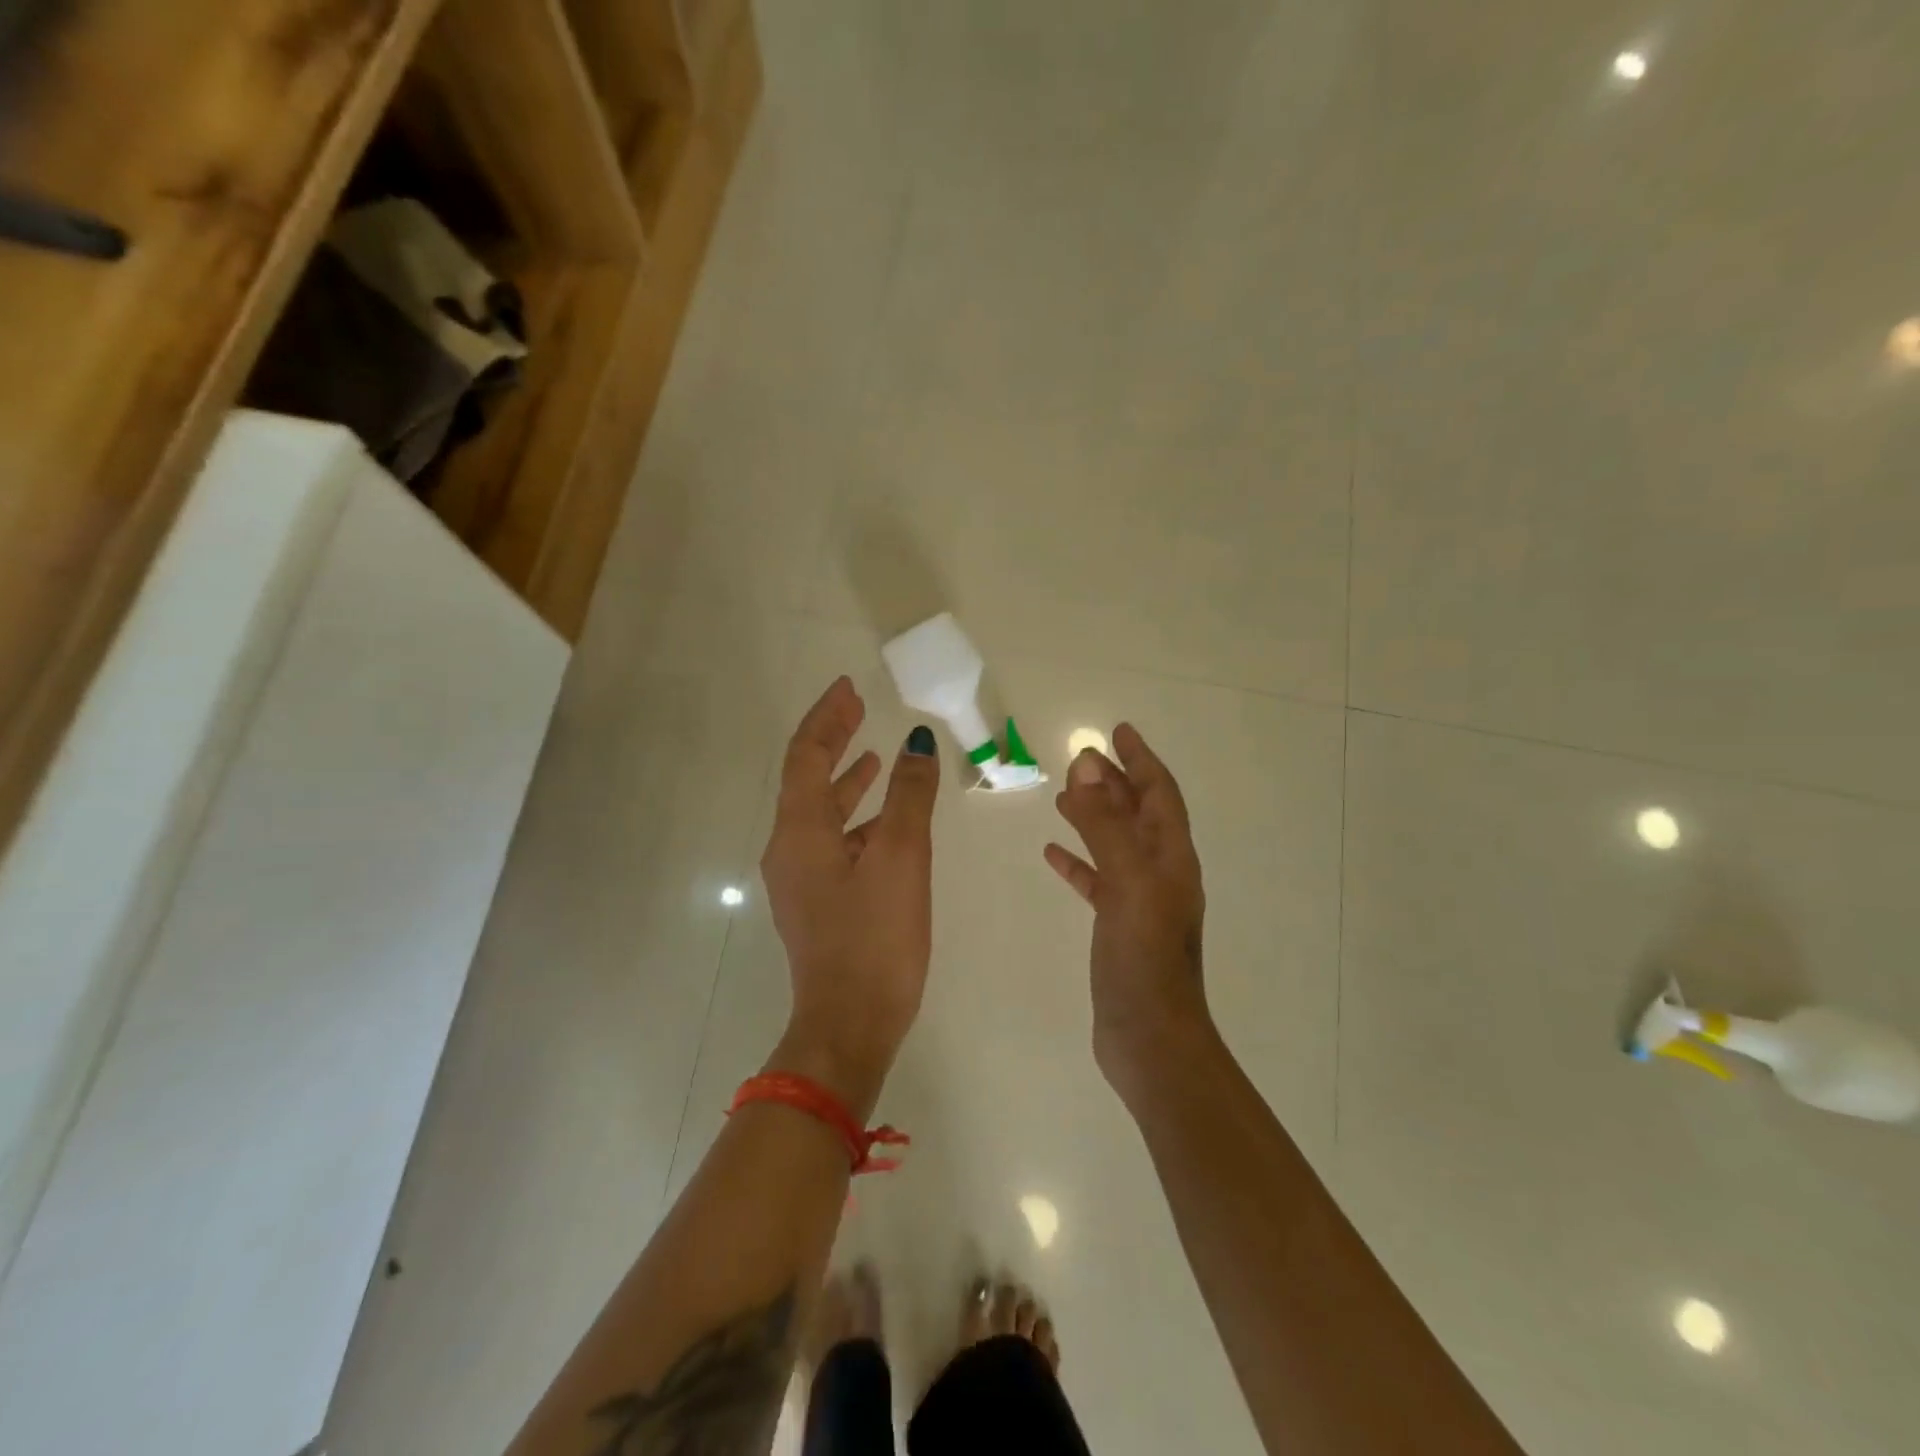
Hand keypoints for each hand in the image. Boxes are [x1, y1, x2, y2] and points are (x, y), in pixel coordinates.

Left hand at [760, 677, 940, 1117]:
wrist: (849, 1025)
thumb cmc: (875, 938)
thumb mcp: (901, 858)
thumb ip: (909, 796)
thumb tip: (917, 743)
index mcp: (799, 831)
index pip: (805, 755)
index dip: (827, 717)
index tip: (849, 688)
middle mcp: (789, 848)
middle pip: (806, 778)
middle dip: (833, 740)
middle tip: (858, 708)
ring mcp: (799, 878)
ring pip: (820, 811)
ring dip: (845, 779)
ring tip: (875, 756)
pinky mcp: (817, 902)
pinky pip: (831, 840)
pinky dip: (855, 817)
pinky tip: (884, 822)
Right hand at [1045, 723, 1210, 1099]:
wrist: (1150, 1039)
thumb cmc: (1143, 957)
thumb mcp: (1126, 881)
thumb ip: (1106, 823)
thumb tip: (1088, 765)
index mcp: (1171, 857)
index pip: (1159, 793)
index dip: (1141, 759)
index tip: (1119, 731)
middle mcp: (1160, 873)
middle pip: (1138, 814)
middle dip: (1114, 783)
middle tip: (1082, 760)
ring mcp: (1139, 901)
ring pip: (1115, 844)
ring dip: (1093, 817)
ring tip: (1063, 798)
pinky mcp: (1118, 927)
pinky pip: (1097, 880)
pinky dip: (1078, 861)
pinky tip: (1052, 854)